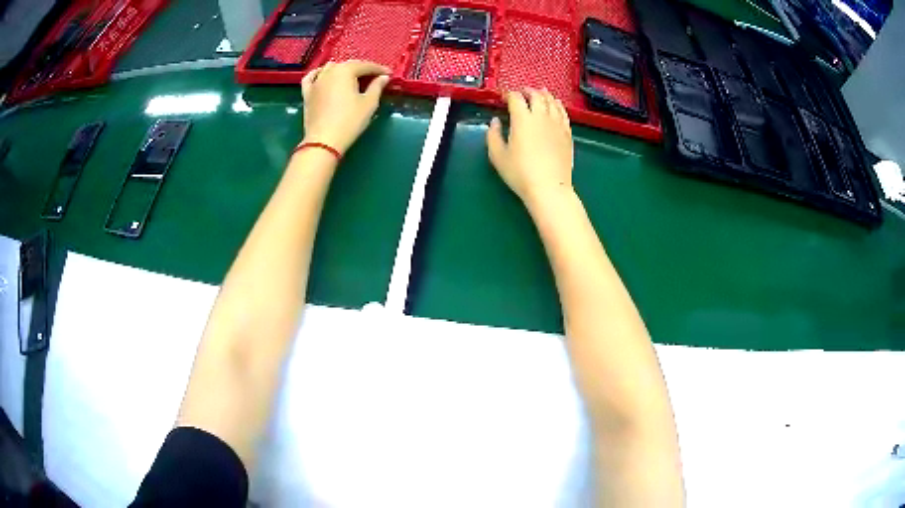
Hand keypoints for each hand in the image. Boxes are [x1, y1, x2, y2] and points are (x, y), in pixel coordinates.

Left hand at [301, 60, 390, 154]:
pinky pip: (312, 77)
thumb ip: (377, 87)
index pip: (366, 66)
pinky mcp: (307, 93)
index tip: (389, 74)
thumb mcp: (369, 103)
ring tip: (352, 77)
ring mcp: (316, 81)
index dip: (379, 69)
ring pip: (330, 68)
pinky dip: (319, 74)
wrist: (323, 141)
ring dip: (343, 70)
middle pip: (348, 65)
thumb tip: (383, 77)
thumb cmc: (350, 121)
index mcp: (345, 70)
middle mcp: (329, 71)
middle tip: (374, 77)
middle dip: (362, 69)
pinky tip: (322, 75)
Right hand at [487, 88, 573, 207]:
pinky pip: (563, 113)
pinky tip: (556, 106)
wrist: (549, 188)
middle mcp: (541, 116)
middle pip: (536, 95)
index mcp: (522, 119)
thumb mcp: (497, 156)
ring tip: (540, 93)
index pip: (515, 98)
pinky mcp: (567, 133)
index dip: (508, 94)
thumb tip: (495, 121)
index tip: (504, 97)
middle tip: (522, 92)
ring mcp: (557, 124)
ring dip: (544, 95)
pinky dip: (558, 105)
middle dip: (528, 91)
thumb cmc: (520, 173)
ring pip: (552, 102)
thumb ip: (493, 135)